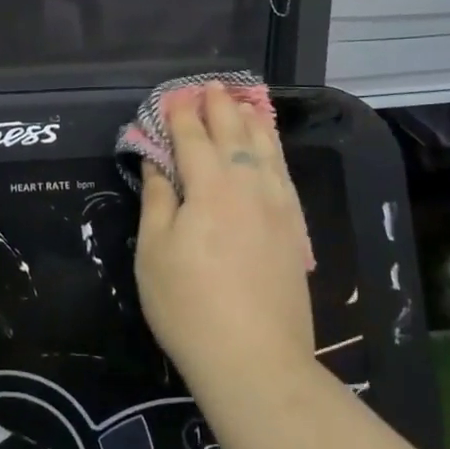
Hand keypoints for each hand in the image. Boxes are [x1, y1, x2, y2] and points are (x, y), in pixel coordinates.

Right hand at [135, 82, 314, 381]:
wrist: (256, 361)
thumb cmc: (189, 306)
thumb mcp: (154, 252)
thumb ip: (157, 200)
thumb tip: (157, 163)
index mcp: (210, 188)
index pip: (193, 137)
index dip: (180, 114)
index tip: (172, 96)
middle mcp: (248, 186)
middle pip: (234, 134)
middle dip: (219, 107)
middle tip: (209, 87)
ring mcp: (277, 207)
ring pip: (266, 150)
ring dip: (252, 122)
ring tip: (243, 103)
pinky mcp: (295, 230)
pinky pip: (284, 175)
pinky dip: (274, 152)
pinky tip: (270, 151)